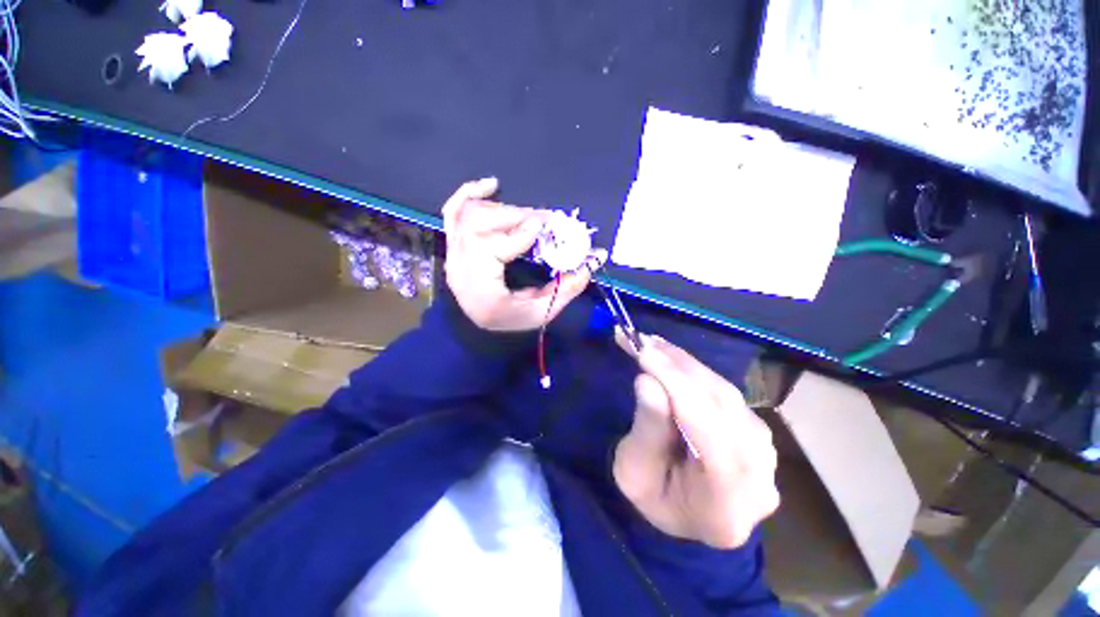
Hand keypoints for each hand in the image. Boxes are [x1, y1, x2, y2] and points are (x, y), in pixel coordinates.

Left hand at [442, 178, 605, 331]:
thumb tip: (595, 259)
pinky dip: (469, 193)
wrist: (478, 323)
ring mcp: (453, 254)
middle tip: (543, 219)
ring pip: (468, 215)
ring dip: (500, 209)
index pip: (491, 251)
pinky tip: (491, 185)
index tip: (542, 224)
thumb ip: (567, 287)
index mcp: (481, 291)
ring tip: (525, 216)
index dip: (517, 234)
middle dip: (514, 216)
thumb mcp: (542, 311)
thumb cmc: (511, 320)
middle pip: (478, 226)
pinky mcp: (453, 244)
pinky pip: (453, 211)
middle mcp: (460, 269)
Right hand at [613, 332, 779, 548]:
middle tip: (644, 341)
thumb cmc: (654, 498)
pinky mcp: (758, 433)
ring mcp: (766, 454)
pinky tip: (674, 361)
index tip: (643, 351)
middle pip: (722, 407)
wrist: (685, 513)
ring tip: (654, 346)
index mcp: (727, 504)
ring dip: (686, 365)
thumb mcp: (634, 472)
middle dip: (678, 367)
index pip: (708, 432)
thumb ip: (647, 430)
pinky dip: (696, 373)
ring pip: (726, 394)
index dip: (676, 385)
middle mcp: (760, 478)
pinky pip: (727, 394)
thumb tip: (648, 380)